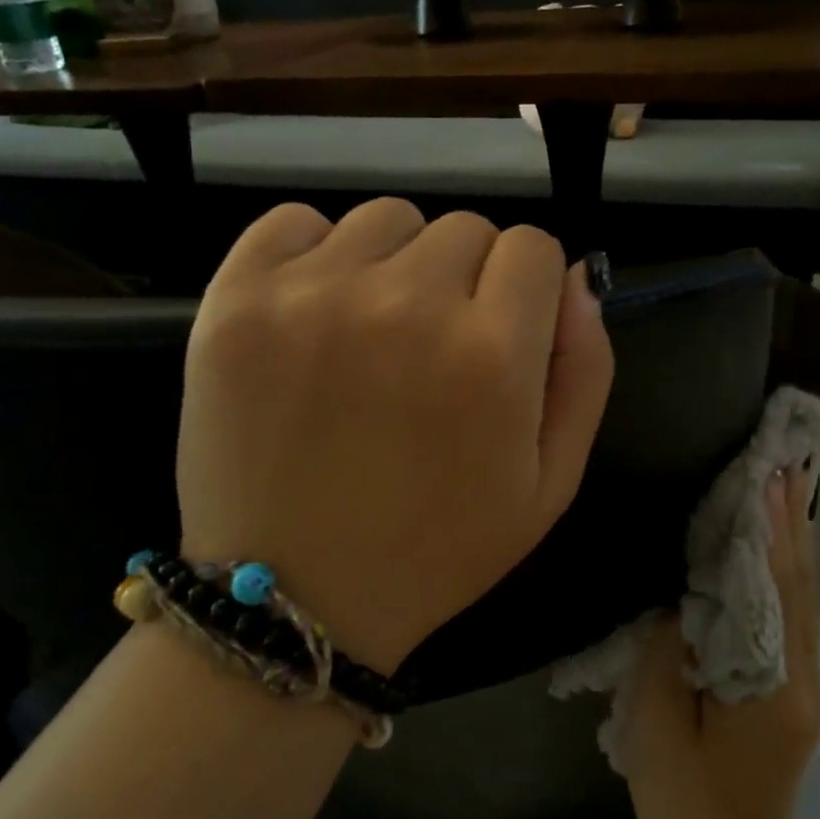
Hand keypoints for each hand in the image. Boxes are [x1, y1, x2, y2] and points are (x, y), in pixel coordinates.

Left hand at [175, 199, 613, 672]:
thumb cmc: (436, 550)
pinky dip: (315, 254)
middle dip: (467, 281)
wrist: (293, 598)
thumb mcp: (549, 485)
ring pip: (387, 220)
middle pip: (464, 229)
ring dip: (396, 265)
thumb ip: (584, 372)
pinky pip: (295, 222)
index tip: (500, 335)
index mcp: (489, 355)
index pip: (533, 248)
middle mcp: (403, 305)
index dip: (525, 291)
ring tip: (372, 337)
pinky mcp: (235, 298)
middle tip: (432, 353)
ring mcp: (310, 295)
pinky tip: (313, 315)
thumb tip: (577, 278)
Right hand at [622, 465, 819, 818]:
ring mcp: (804, 689)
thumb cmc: (685, 804)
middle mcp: (803, 679)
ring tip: (783, 493)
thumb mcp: (657, 725)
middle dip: (790, 523)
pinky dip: (785, 577)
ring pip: (801, 602)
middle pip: (799, 587)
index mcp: (772, 685)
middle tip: (783, 465)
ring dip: (791, 545)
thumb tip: (680, 600)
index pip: (774, 589)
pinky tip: (772, 556)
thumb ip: (666, 652)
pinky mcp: (793, 696)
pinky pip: (790, 621)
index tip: (766, 476)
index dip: (770, 530)